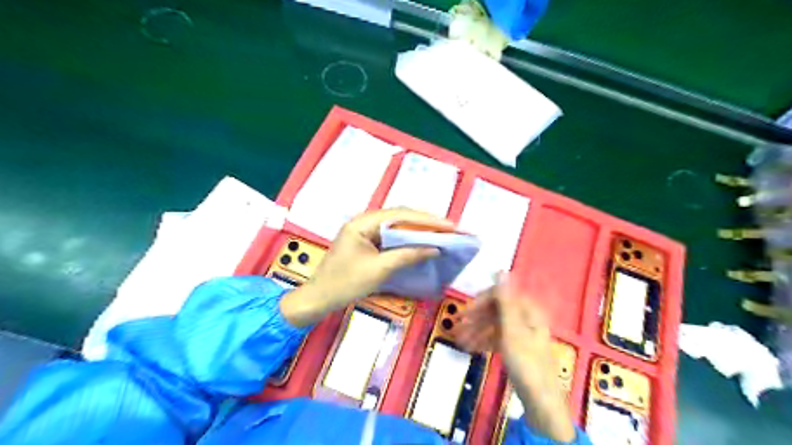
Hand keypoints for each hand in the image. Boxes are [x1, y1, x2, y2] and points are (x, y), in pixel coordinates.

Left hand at [279, 208, 451, 327]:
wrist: (318, 299)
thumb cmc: (345, 283)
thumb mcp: (379, 269)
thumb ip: (407, 255)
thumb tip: (434, 248)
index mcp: (363, 223)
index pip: (400, 215)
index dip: (427, 220)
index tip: (449, 226)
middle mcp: (364, 222)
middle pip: (399, 217)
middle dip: (425, 222)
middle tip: (449, 229)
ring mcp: (365, 232)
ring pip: (397, 226)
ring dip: (417, 230)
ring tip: (441, 234)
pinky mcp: (366, 243)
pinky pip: (391, 237)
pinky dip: (407, 240)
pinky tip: (421, 243)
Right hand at [458, 277, 575, 442]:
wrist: (541, 401)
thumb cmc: (526, 363)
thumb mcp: (512, 330)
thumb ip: (505, 300)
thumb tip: (501, 270)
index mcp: (528, 310)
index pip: (500, 295)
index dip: (481, 301)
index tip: (464, 312)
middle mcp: (526, 318)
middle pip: (496, 311)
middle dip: (476, 318)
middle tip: (457, 327)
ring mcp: (522, 334)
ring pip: (495, 325)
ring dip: (477, 331)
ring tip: (460, 341)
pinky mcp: (518, 348)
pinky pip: (498, 338)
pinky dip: (484, 341)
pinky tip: (471, 349)